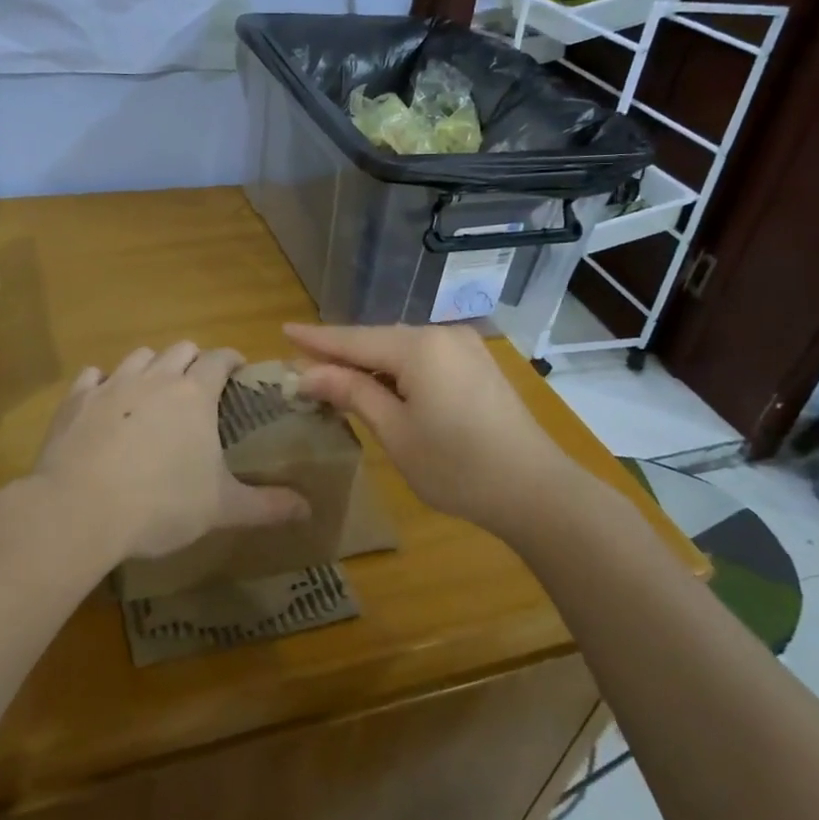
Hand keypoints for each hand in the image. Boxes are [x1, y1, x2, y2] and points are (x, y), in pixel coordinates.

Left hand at [27, 342, 308, 563]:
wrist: (80, 509)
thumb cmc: (161, 505)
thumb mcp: (222, 508)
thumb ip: (267, 505)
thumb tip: (308, 509)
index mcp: (194, 395)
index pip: (219, 358)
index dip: (231, 359)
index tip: (238, 368)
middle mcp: (155, 378)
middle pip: (179, 350)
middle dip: (193, 360)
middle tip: (199, 385)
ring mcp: (111, 385)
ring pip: (138, 357)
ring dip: (151, 366)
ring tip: (153, 391)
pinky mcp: (76, 401)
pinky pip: (93, 376)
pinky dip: (103, 383)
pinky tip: (104, 401)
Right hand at [286, 322, 570, 535]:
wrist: (534, 489)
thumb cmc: (455, 466)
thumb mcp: (395, 432)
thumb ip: (352, 393)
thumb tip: (308, 374)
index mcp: (419, 347)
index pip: (354, 339)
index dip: (317, 339)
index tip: (284, 330)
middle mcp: (442, 335)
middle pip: (378, 340)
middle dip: (341, 353)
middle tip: (303, 364)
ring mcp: (465, 348)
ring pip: (402, 349)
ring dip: (369, 363)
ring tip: (334, 375)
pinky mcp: (478, 365)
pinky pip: (425, 358)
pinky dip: (397, 370)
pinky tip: (381, 384)